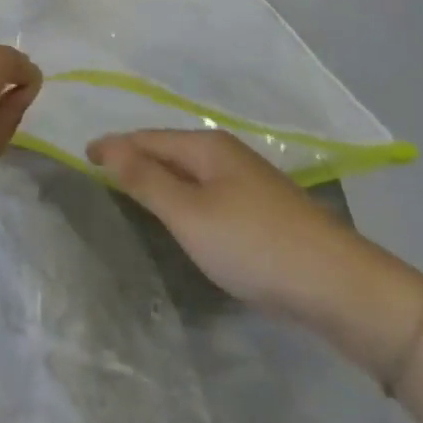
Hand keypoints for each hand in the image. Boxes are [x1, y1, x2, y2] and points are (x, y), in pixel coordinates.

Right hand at [87, 129, 422, 382]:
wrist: (339, 286)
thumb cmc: (254, 244)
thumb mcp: (189, 214)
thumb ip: (145, 180)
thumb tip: (106, 146)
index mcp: (205, 145)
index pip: (146, 137)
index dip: (113, 145)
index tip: (82, 155)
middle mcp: (225, 152)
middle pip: (168, 148)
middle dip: (134, 155)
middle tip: (101, 170)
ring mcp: (247, 180)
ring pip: (188, 170)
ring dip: (158, 175)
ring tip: (131, 188)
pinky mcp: (262, 208)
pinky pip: (206, 190)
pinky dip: (182, 193)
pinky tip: (181, 212)